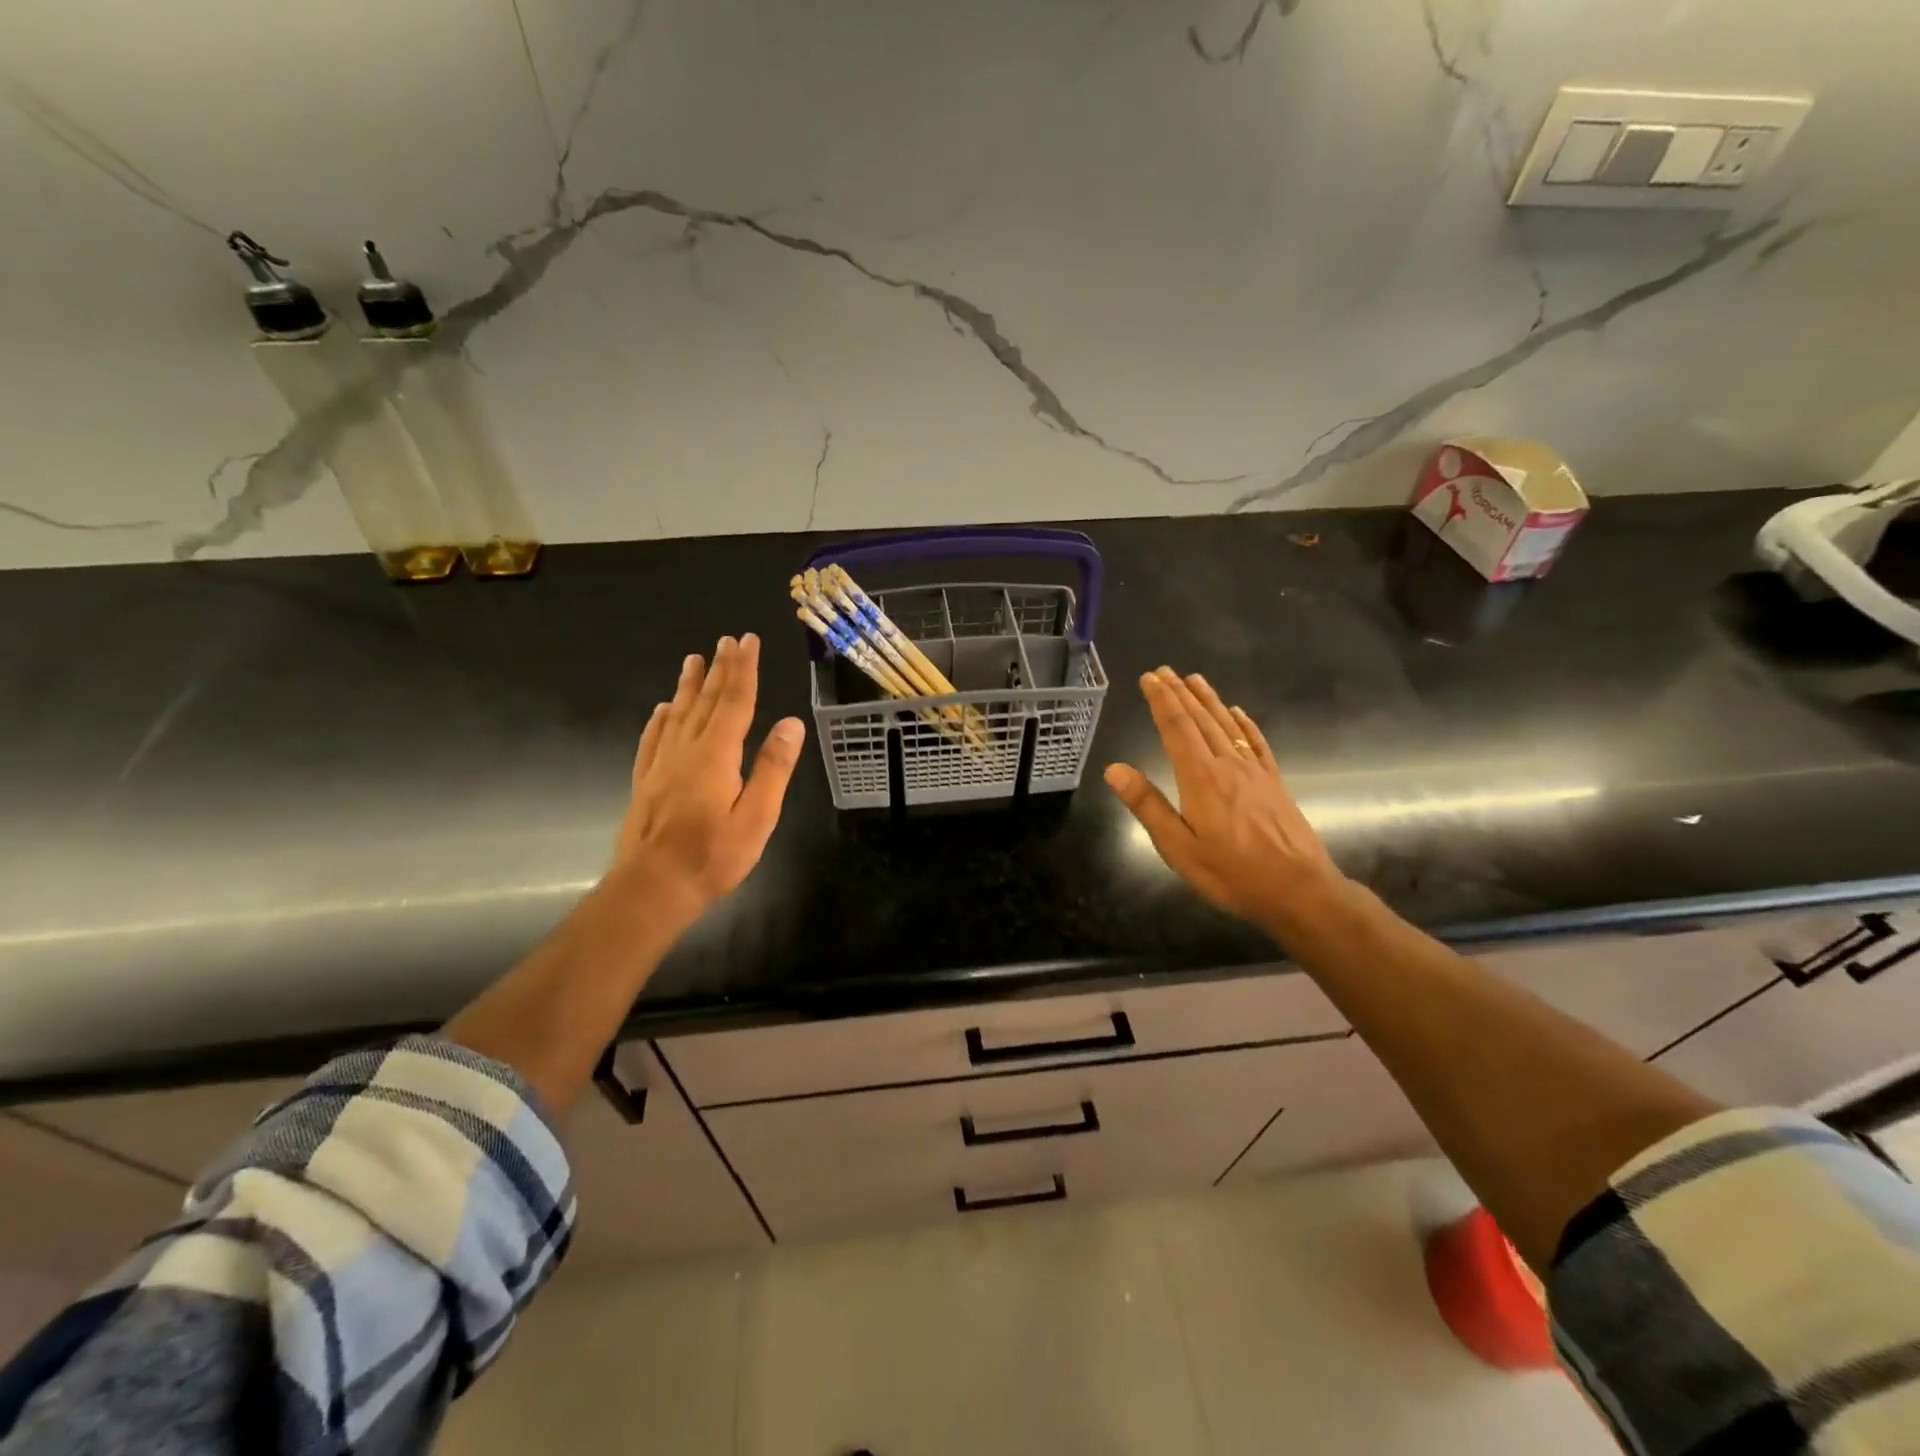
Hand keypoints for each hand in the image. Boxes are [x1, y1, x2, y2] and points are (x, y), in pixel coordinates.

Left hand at [612, 633, 805, 923]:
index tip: (747, 641)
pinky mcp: (645, 782)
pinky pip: (653, 739)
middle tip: (726, 641)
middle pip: (705, 701)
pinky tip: (662, 710)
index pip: (734, 702)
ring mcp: (661, 765)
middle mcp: (686, 750)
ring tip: (693, 660)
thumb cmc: (712, 857)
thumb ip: (773, 768)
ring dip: (688, 686)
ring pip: (677, 714)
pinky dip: (660, 719)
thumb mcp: (757, 817)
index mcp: (717, 755)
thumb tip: (790, 723)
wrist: (651, 888)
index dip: (743, 670)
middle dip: (719, 669)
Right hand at [1104, 666, 1345, 927]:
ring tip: (1195, 679)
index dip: (1161, 701)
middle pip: (1201, 720)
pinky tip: (1238, 713)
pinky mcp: (1274, 783)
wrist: (1299, 890)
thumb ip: (1147, 806)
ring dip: (1209, 700)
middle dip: (1180, 694)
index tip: (1149, 678)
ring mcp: (1255, 772)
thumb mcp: (1179, 848)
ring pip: (1227, 725)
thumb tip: (1114, 769)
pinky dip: (1245, 724)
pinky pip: (1256, 743)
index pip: (1176, 729)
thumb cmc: (1232, 874)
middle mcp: (1228, 765)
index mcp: (1201, 778)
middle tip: (1164, 671)